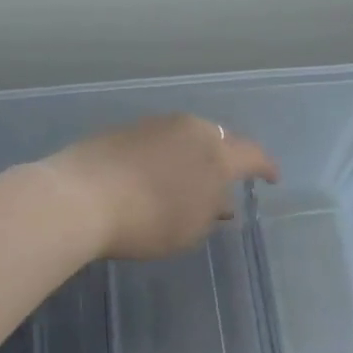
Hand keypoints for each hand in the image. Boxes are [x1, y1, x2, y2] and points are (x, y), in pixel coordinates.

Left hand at [42, 114, 278, 261]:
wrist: (79, 197)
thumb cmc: (147, 220)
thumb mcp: (190, 229)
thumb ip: (212, 212)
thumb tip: (221, 202)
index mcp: (216, 152)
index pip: (252, 155)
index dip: (266, 167)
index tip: (273, 178)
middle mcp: (190, 128)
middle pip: (219, 140)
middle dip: (227, 159)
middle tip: (225, 181)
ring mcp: (155, 124)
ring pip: (187, 137)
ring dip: (193, 156)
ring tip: (187, 180)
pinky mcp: (124, 129)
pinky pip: (158, 141)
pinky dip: (165, 156)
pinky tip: (153, 175)